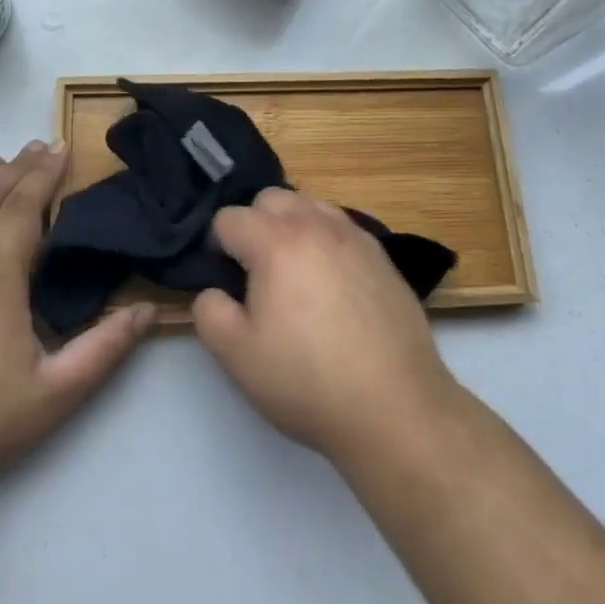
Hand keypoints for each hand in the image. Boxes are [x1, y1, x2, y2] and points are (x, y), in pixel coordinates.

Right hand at [192, 188, 460, 465]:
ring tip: (294, 273)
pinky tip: (331, 283)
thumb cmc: (308, 381)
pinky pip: (341, 227)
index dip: (216, 246)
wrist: (395, 405)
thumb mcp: (238, 357)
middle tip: (255, 272)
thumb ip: (209, 313)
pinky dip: (324, 239)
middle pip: (271, 198)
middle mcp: (315, 224)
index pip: (229, 218)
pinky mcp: (381, 254)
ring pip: (309, 205)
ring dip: (291, 226)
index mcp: (276, 242)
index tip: (223, 279)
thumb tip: (214, 291)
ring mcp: (353, 235)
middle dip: (254, 225)